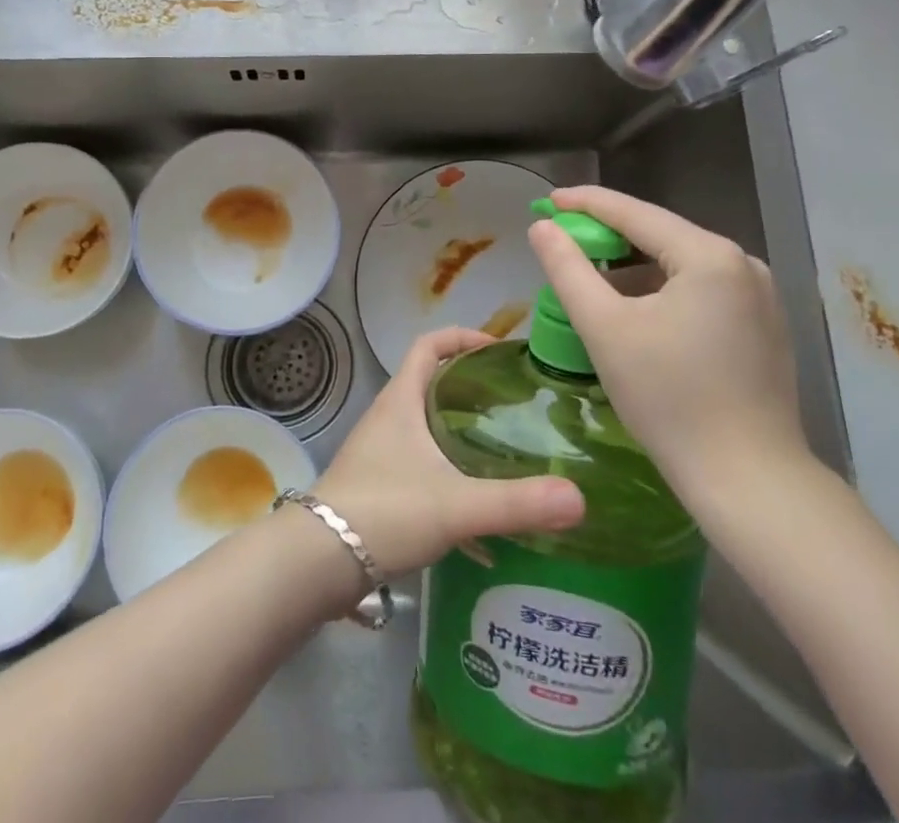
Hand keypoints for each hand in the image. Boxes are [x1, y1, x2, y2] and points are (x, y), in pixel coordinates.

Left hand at [312, 328, 584, 574]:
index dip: (462, 337)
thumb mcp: (456, 505)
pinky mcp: (378, 486)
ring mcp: (379, 451)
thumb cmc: (385, 511)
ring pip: (426, 426)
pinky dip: (449, 474)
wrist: (319, 561)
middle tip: (514, 404)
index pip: (429, 344)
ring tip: (504, 450)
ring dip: (460, 431)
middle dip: (470, 387)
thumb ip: (517, 503)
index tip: (499, 350)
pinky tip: (477, 512)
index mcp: (401, 400)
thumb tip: (579, 498)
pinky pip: (421, 464)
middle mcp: (388, 417)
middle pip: (431, 382)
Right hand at [527, 186, 809, 503]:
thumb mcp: (604, 328)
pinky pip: (701, 289)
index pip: (634, 213)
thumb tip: (542, 226)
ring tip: (593, 282)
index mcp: (709, 256)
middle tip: (563, 242)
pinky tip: (638, 314)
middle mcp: (743, 264)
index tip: (547, 200)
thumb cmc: (669, 400)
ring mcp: (760, 295)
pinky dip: (663, 291)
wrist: (749, 483)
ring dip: (635, 268)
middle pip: (660, 235)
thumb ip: (567, 268)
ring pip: (680, 264)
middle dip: (609, 237)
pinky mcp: (764, 326)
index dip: (585, 203)